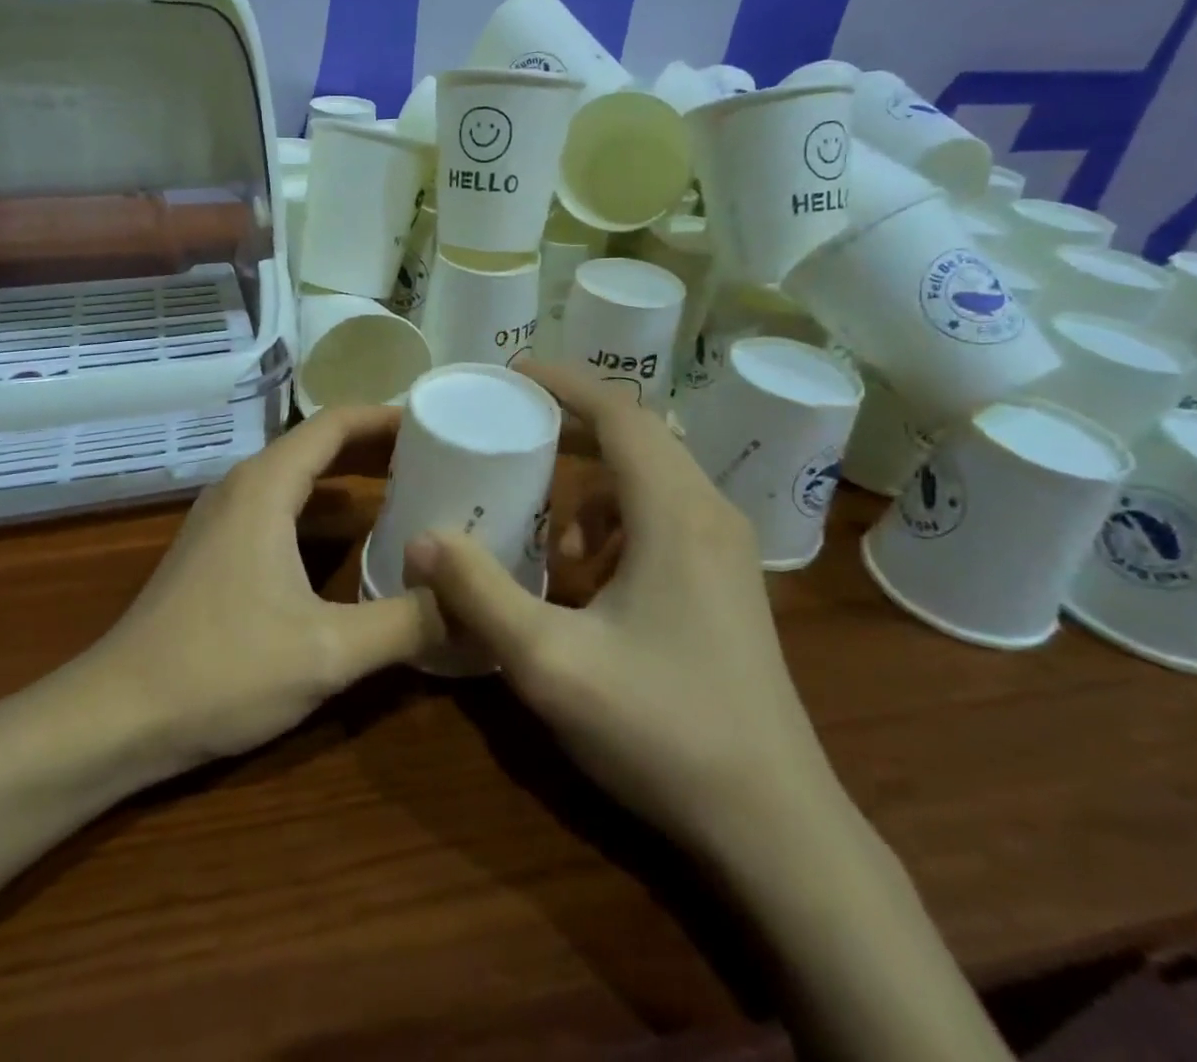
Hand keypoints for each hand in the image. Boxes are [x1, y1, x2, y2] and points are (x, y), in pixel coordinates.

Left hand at [93, 405, 443, 767]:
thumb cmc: (222, 670)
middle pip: (317, 446)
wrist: (117, 716)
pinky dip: (322, 513)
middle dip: (376, 448)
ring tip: (408, 494)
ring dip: (349, 481)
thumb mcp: (329, 651)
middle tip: (438, 459)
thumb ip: (407, 623)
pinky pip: (280, 510)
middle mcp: (242, 488)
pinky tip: (353, 545)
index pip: (335, 424)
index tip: (435, 423)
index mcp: (266, 487)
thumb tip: (471, 606)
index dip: (386, 418)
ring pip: (297, 480)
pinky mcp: (216, 551)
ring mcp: (223, 520)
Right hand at [405, 363, 836, 848]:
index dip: (565, 384)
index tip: (512, 373)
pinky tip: (590, 580)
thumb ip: (479, 593)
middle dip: (570, 428)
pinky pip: (665, 516)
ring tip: (549, 538)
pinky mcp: (729, 582)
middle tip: (511, 434)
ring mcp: (726, 549)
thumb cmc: (662, 730)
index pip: (620, 414)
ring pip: (651, 479)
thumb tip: (422, 539)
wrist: (774, 823)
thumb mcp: (549, 662)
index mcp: (675, 513)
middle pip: (637, 437)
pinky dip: (617, 523)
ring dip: (593, 488)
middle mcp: (709, 514)